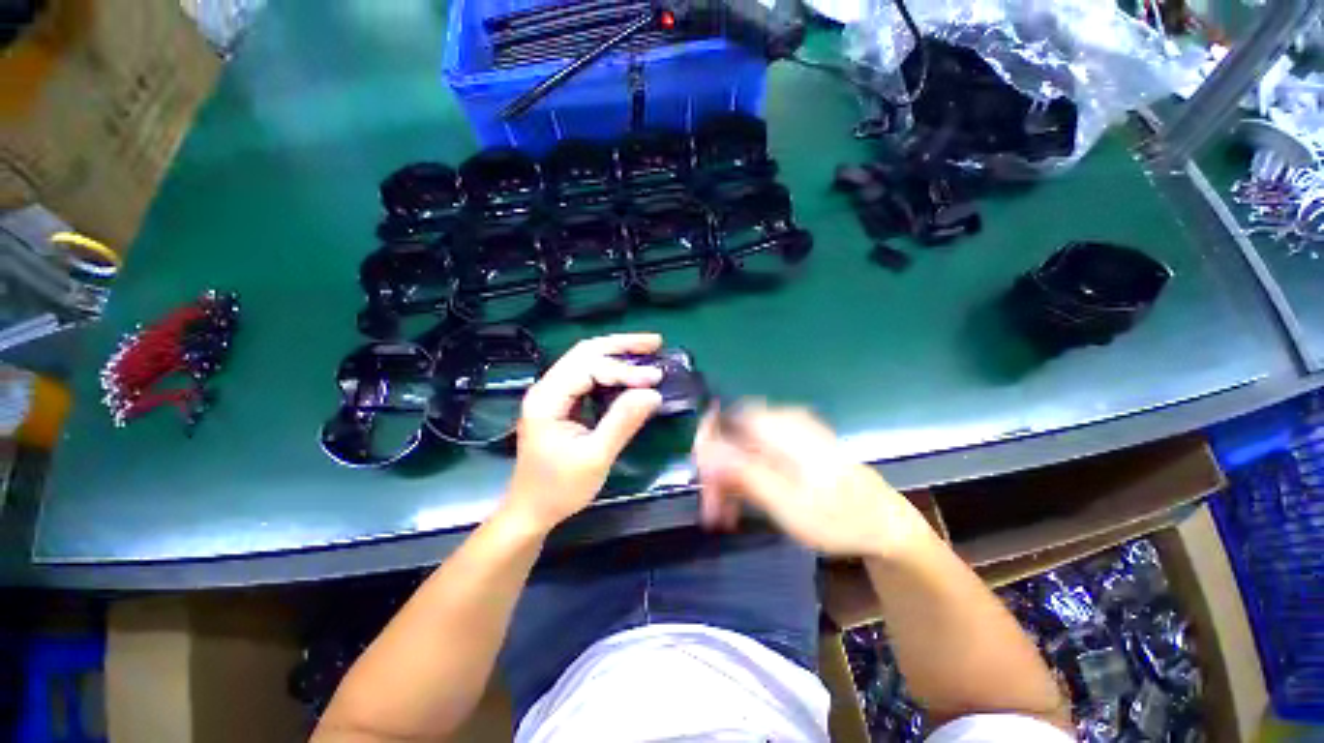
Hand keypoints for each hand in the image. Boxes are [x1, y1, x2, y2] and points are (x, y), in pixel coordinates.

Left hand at [501, 333, 664, 533]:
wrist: (531, 510)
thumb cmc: (559, 489)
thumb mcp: (595, 458)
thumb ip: (623, 422)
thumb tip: (653, 393)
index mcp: (547, 400)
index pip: (589, 369)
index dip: (624, 370)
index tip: (655, 379)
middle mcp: (546, 388)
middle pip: (584, 352)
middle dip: (621, 345)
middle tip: (655, 342)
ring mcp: (551, 393)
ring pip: (585, 359)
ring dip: (616, 352)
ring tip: (647, 350)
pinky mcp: (560, 402)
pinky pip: (586, 374)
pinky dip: (610, 368)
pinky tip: (628, 370)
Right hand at [693, 402, 936, 558]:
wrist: (884, 526)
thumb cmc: (840, 519)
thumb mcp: (788, 504)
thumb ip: (744, 473)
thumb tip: (705, 451)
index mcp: (783, 428)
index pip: (728, 416)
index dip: (706, 439)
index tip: (699, 473)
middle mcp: (782, 423)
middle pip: (732, 437)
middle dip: (716, 471)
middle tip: (709, 509)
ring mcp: (787, 436)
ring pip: (740, 450)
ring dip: (727, 480)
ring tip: (722, 516)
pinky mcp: (790, 450)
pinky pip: (754, 457)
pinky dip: (743, 480)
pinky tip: (739, 505)